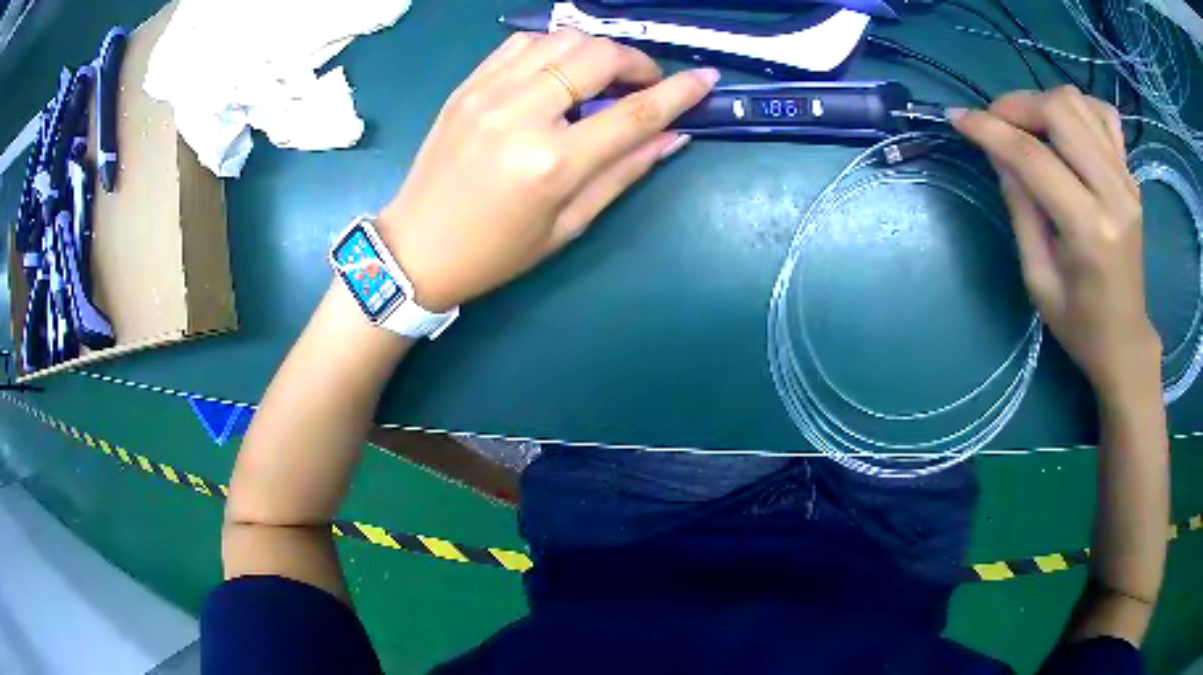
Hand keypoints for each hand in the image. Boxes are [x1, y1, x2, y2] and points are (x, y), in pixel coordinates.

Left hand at [376, 30, 717, 311]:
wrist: (417, 247)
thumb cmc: (497, 250)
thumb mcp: (569, 224)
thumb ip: (624, 172)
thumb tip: (672, 136)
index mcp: (552, 163)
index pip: (633, 112)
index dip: (679, 92)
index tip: (706, 78)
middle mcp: (521, 115)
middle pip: (598, 56)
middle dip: (636, 62)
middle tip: (644, 83)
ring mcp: (488, 92)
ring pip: (563, 39)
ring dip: (597, 50)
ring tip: (603, 76)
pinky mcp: (467, 85)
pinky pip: (523, 43)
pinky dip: (554, 48)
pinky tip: (559, 71)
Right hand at [951, 87, 1161, 397]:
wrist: (1125, 338)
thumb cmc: (1079, 323)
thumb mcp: (1037, 277)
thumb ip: (1020, 206)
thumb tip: (996, 150)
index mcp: (1089, 229)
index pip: (1033, 157)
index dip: (989, 130)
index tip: (957, 118)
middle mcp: (1113, 193)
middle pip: (1060, 112)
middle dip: (1017, 106)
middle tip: (995, 123)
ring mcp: (1127, 180)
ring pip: (1079, 103)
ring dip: (1043, 102)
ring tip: (1026, 125)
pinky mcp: (1131, 176)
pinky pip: (1103, 115)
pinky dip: (1078, 108)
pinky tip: (1065, 127)